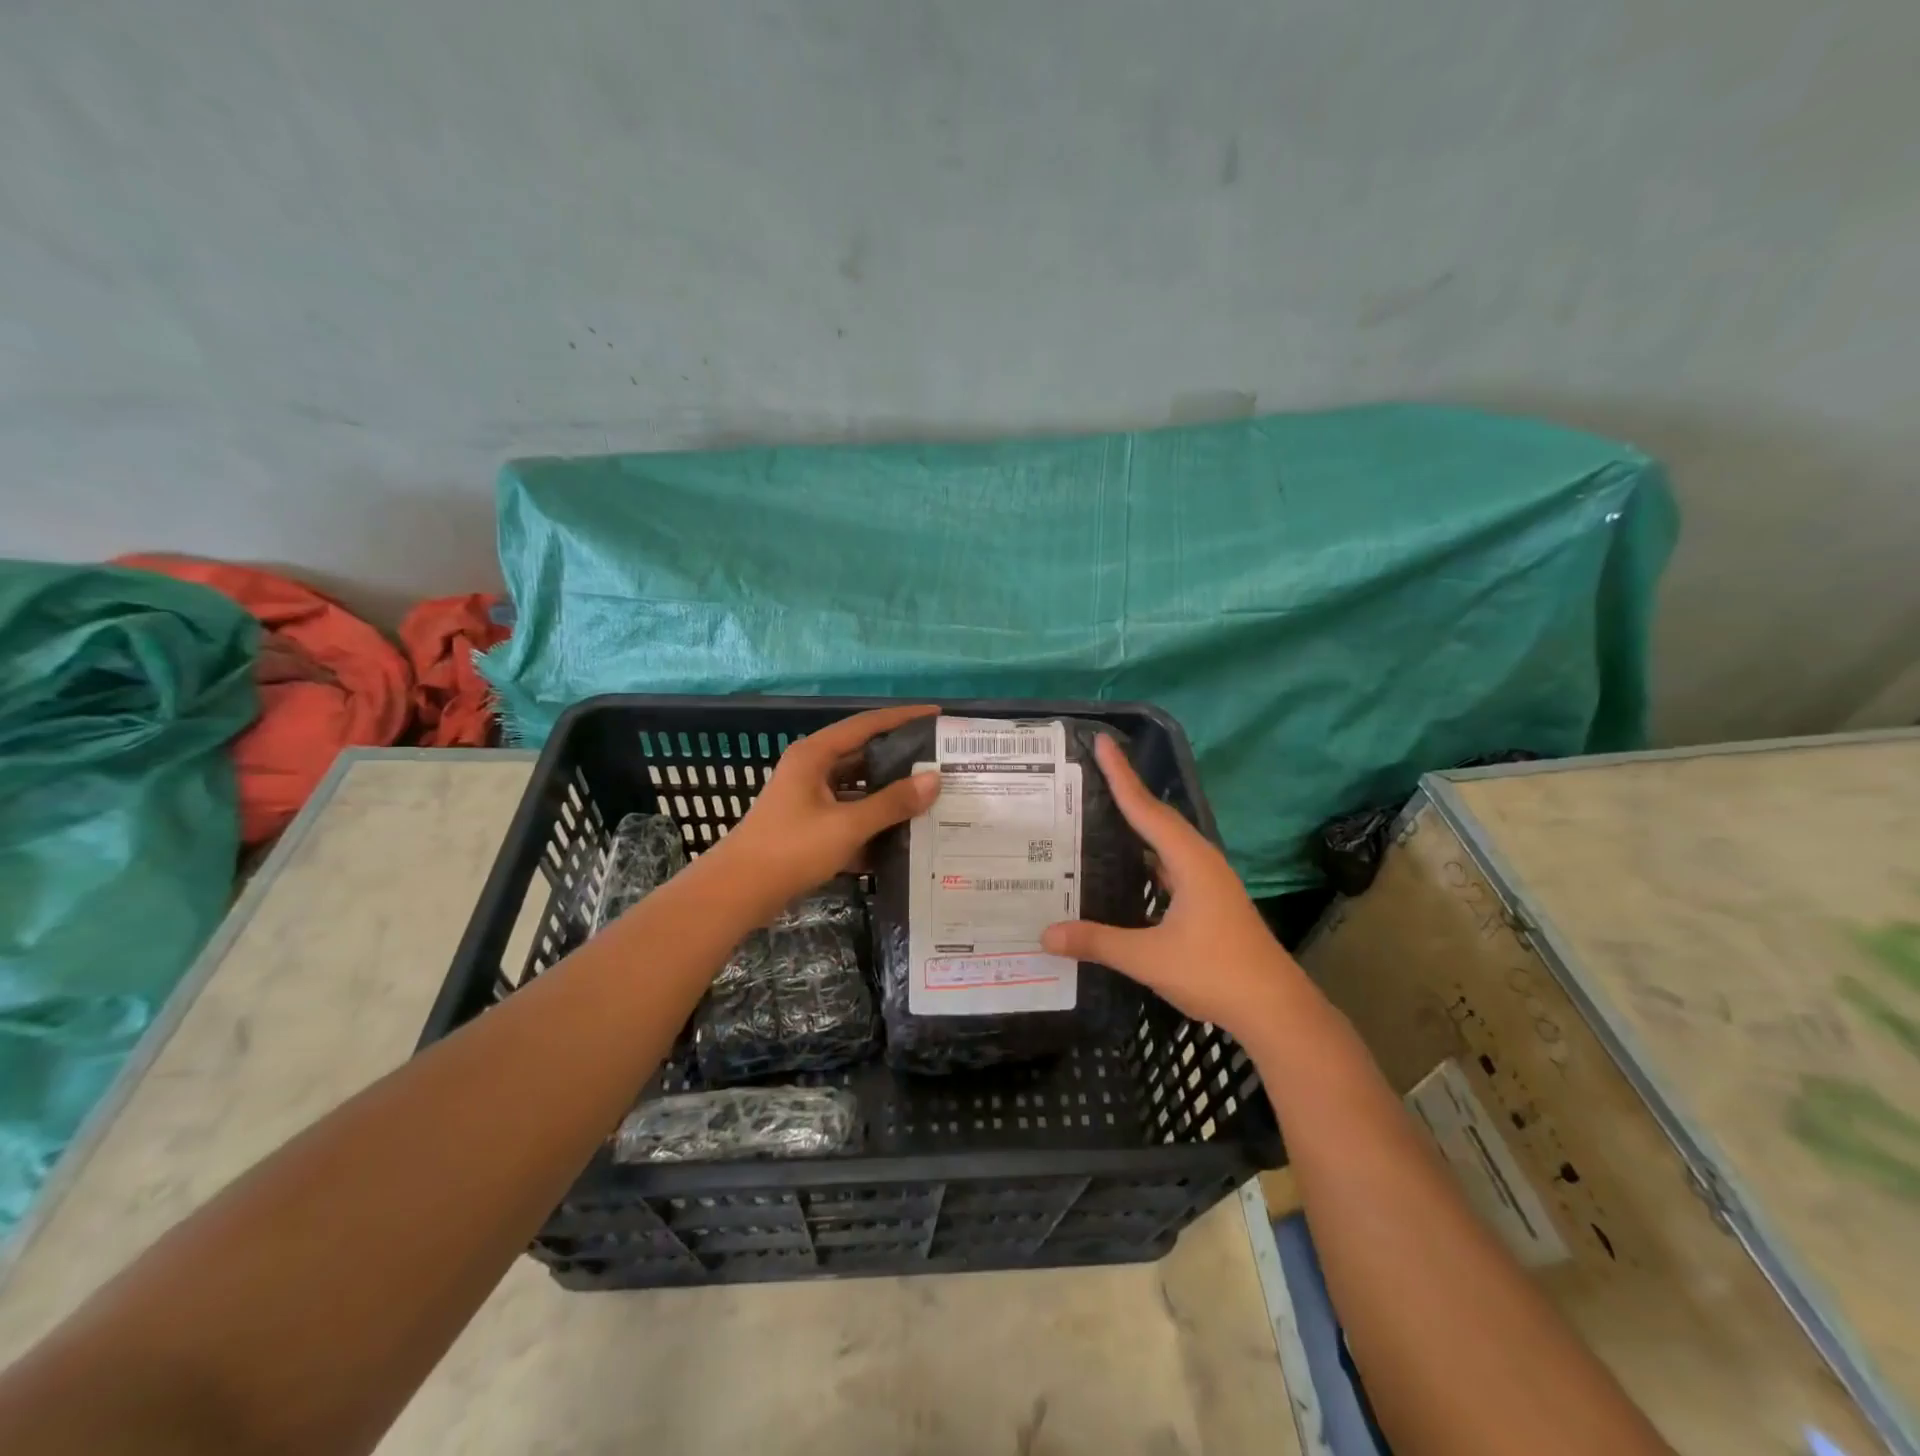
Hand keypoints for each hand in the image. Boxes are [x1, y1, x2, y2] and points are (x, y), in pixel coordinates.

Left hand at [717, 704, 942, 907]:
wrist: (739, 892)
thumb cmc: (791, 849)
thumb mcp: (847, 825)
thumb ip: (892, 803)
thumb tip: (935, 779)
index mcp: (816, 754)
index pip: (867, 724)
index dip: (903, 718)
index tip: (937, 716)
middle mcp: (812, 768)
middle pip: (864, 754)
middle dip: (902, 758)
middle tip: (942, 761)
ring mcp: (810, 797)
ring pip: (859, 786)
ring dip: (890, 792)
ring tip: (931, 796)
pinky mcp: (810, 823)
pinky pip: (850, 812)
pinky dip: (873, 819)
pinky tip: (904, 832)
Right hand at [1042, 736, 1301, 1047]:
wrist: (1275, 1009)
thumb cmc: (1215, 973)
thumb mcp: (1149, 958)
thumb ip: (1097, 942)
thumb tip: (1045, 934)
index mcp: (1190, 861)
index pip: (1146, 809)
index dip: (1121, 775)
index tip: (1103, 742)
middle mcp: (1201, 861)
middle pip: (1157, 817)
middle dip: (1126, 791)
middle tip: (1092, 771)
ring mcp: (1208, 881)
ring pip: (1166, 841)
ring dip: (1137, 823)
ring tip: (1101, 812)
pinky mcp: (1209, 900)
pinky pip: (1170, 863)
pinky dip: (1146, 855)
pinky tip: (1126, 865)